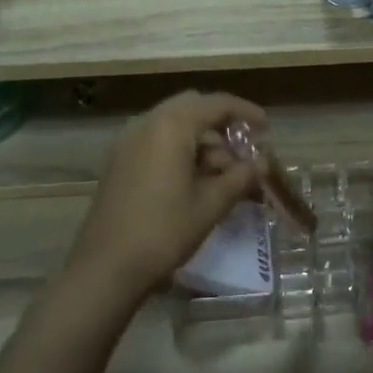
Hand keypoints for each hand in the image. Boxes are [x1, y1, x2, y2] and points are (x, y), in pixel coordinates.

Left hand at [65, 91, 267, 306]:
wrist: (106, 268)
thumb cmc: (164, 231)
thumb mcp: (210, 204)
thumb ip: (240, 177)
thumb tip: (262, 163)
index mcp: (171, 126)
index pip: (216, 104)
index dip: (246, 112)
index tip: (266, 128)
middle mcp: (146, 123)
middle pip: (192, 108)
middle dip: (221, 123)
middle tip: (244, 147)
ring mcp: (127, 142)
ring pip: (173, 125)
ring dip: (201, 139)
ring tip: (224, 173)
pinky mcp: (118, 161)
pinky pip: (156, 140)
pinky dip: (179, 149)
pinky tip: (194, 179)